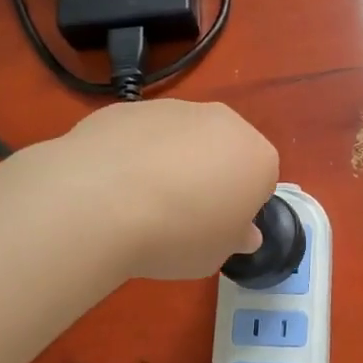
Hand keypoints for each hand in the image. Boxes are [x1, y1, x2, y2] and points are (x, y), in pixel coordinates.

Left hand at [58, 100, 276, 279]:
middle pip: (224, 150)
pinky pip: (142, 135)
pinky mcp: (129, 107)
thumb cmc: (177, 234)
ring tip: (140, 202)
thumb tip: (242, 231)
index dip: (239, 208)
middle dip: (210, 176)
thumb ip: (234, 238)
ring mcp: (173, 108)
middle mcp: (222, 122)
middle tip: (182, 215)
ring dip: (171, 162)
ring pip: (182, 138)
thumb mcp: (216, 255)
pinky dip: (134, 153)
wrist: (101, 200)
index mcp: (257, 157)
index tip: (216, 229)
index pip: (261, 182)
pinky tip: (112, 185)